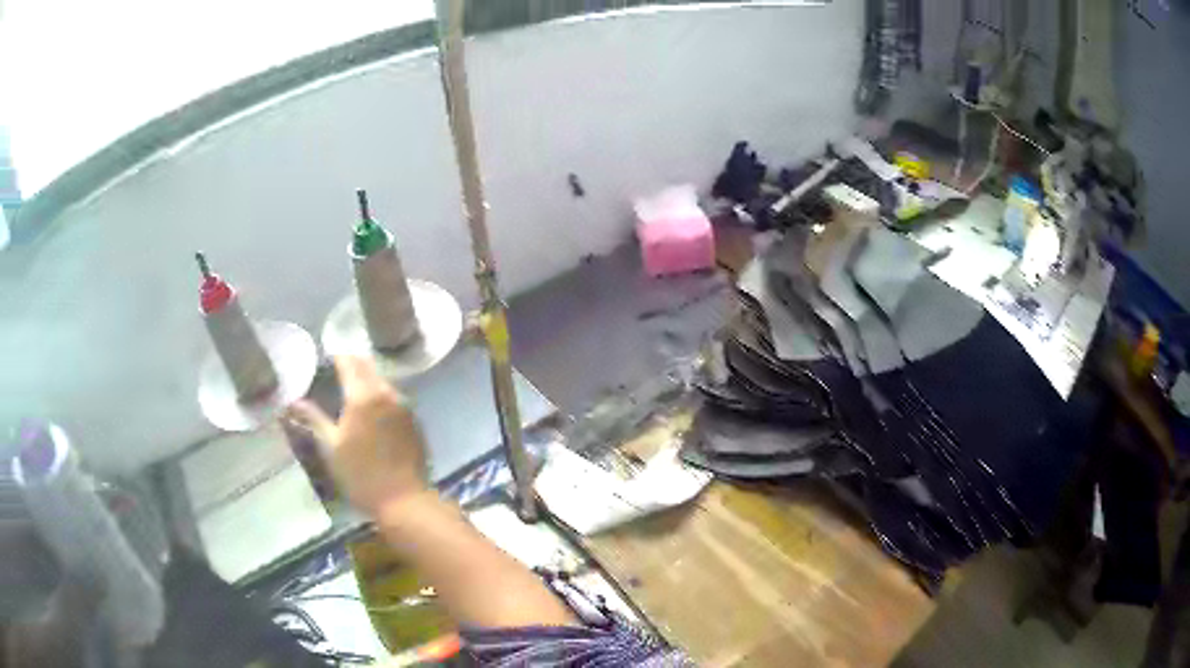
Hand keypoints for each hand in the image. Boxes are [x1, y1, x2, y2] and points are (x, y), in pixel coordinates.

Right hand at [287, 356, 428, 517]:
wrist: (405, 500)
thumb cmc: (362, 476)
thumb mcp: (331, 448)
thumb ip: (313, 418)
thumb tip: (292, 401)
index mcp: (363, 395)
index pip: (348, 361)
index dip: (334, 357)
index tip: (322, 359)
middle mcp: (386, 392)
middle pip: (366, 366)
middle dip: (350, 364)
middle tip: (333, 372)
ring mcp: (404, 405)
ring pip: (381, 379)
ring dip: (365, 379)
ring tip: (348, 390)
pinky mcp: (413, 419)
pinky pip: (393, 396)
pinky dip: (379, 394)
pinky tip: (369, 409)